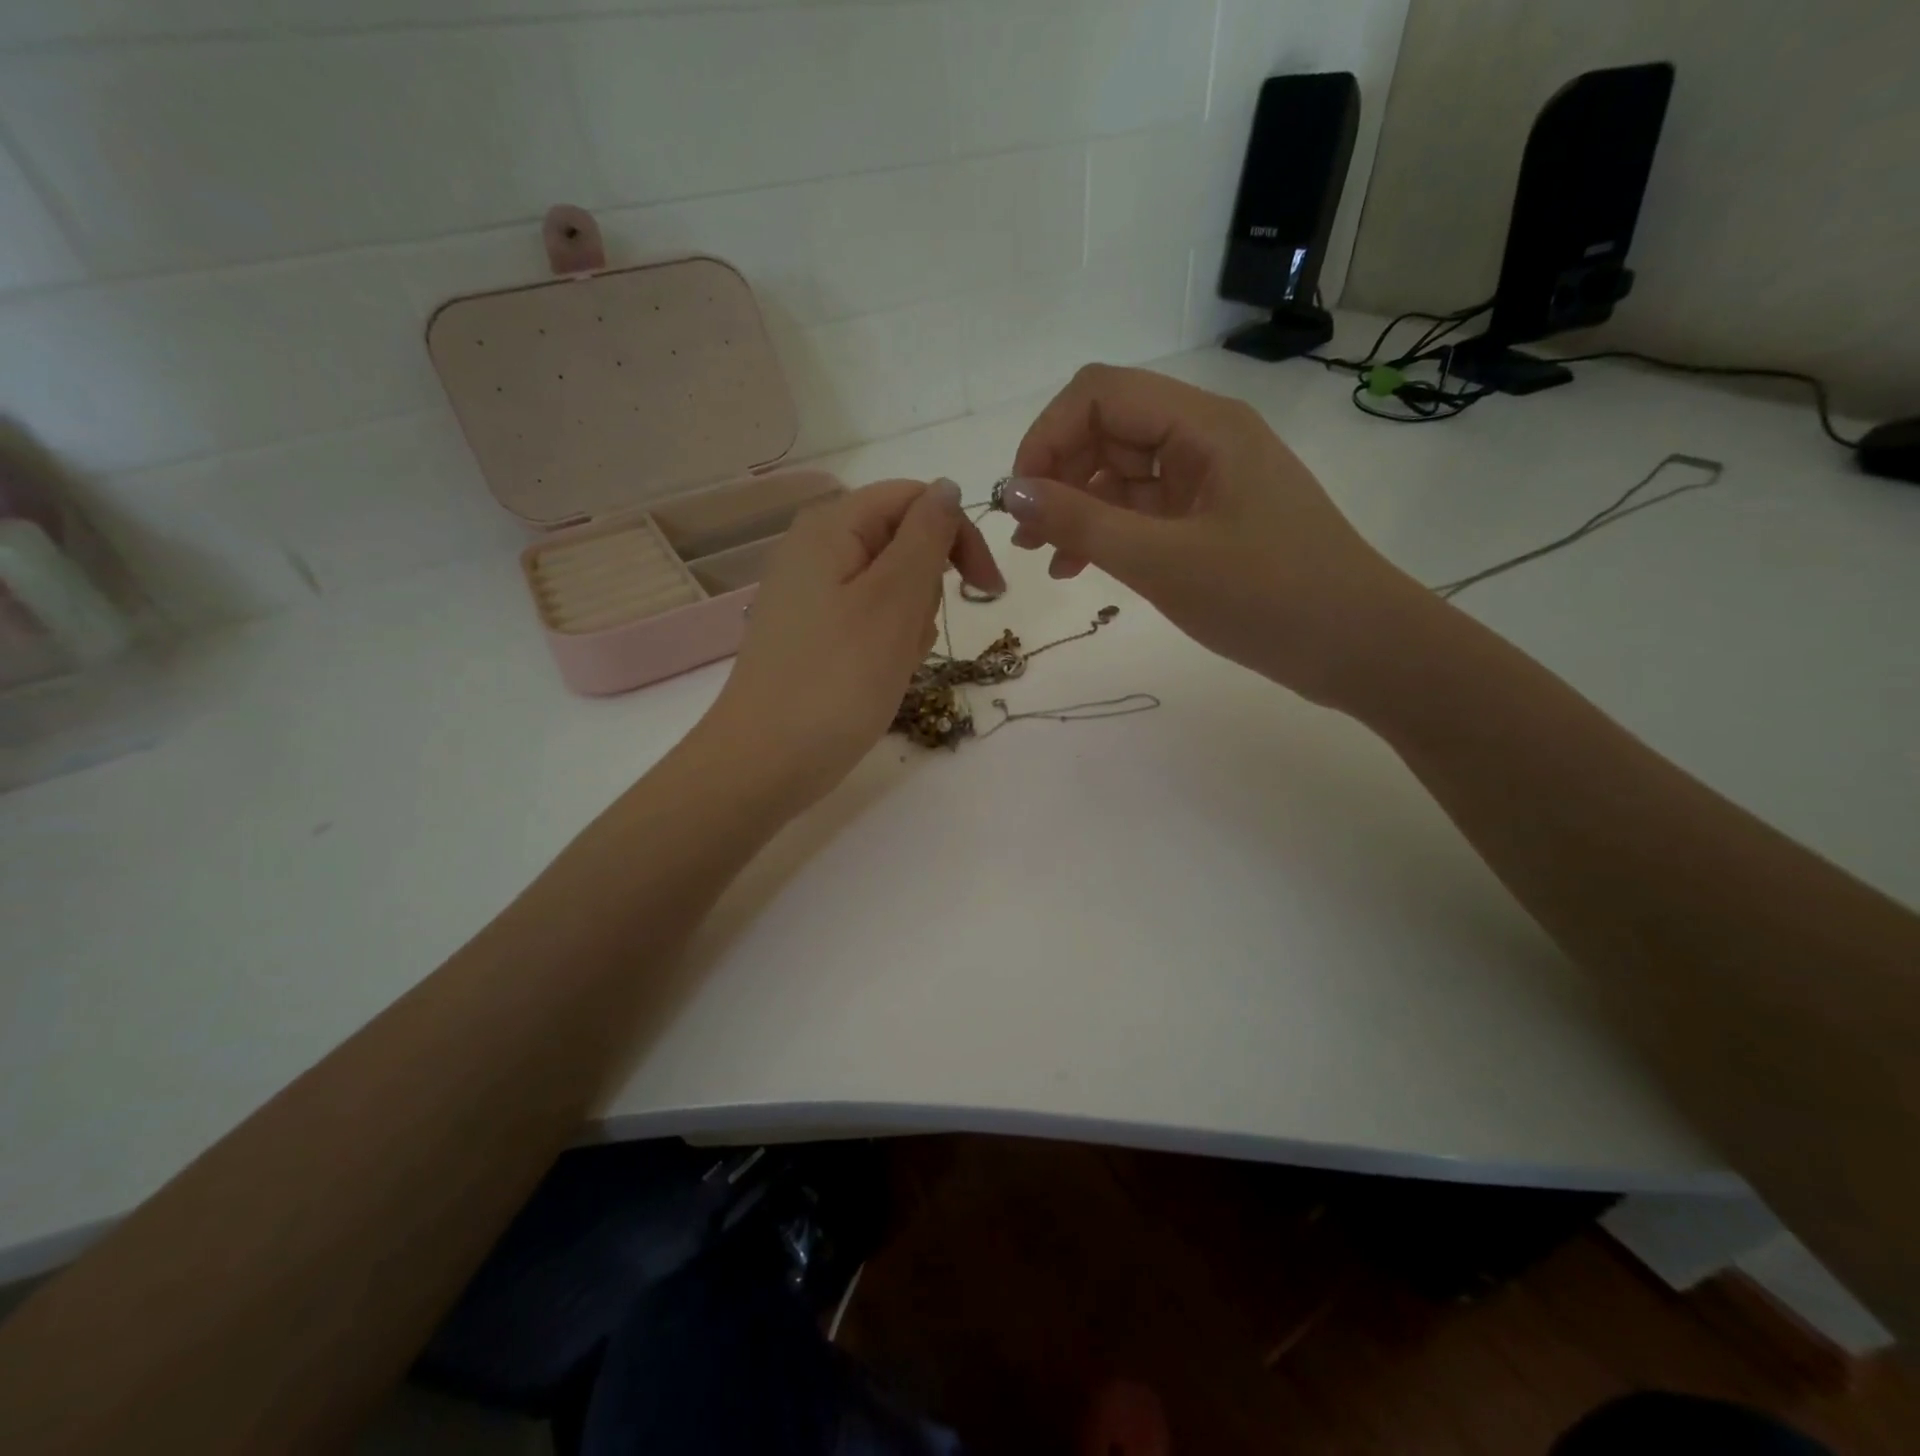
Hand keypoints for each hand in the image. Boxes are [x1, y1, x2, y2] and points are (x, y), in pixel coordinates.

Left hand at [702, 478, 1003, 806]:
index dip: (958, 534)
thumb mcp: (895, 599)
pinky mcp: (811, 635)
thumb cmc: (837, 679)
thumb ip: (927, 535)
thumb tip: (947, 488)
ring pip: (889, 588)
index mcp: (830, 527)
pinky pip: (867, 621)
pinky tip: (878, 677)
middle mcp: (814, 550)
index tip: (989, 590)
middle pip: (901, 542)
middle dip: (927, 588)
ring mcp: (809, 595)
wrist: (765, 762)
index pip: (914, 499)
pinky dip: (886, 643)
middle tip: (915, 635)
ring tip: (892, 664)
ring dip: (909, 622)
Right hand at [1005, 364, 1429, 709]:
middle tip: (1026, 538)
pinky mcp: (1211, 518)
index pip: (1100, 393)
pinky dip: (1107, 531)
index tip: (1019, 498)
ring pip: (1121, 472)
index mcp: (1203, 425)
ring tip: (1047, 559)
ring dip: (1076, 507)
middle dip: (1057, 474)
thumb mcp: (1163, 562)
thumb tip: (1010, 492)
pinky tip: (1080, 569)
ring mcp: (1209, 479)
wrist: (1360, 647)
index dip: (1047, 436)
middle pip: (1108, 428)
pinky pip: (1143, 510)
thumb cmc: (1268, 598)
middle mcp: (1204, 438)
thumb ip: (1082, 524)